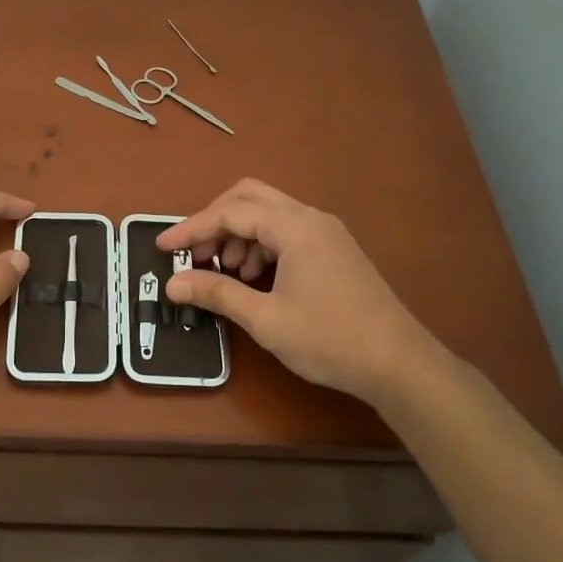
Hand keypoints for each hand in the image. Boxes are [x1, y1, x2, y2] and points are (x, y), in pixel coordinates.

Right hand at [158, 179, 450, 407]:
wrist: (399, 364)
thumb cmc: (330, 339)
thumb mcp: (266, 319)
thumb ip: (217, 293)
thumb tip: (173, 283)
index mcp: (294, 226)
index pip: (230, 212)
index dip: (192, 228)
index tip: (163, 248)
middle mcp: (310, 218)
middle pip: (249, 197)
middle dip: (216, 221)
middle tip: (195, 254)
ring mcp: (326, 232)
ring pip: (269, 213)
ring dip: (239, 234)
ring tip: (226, 273)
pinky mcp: (334, 250)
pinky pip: (287, 231)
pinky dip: (261, 245)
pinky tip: (256, 279)